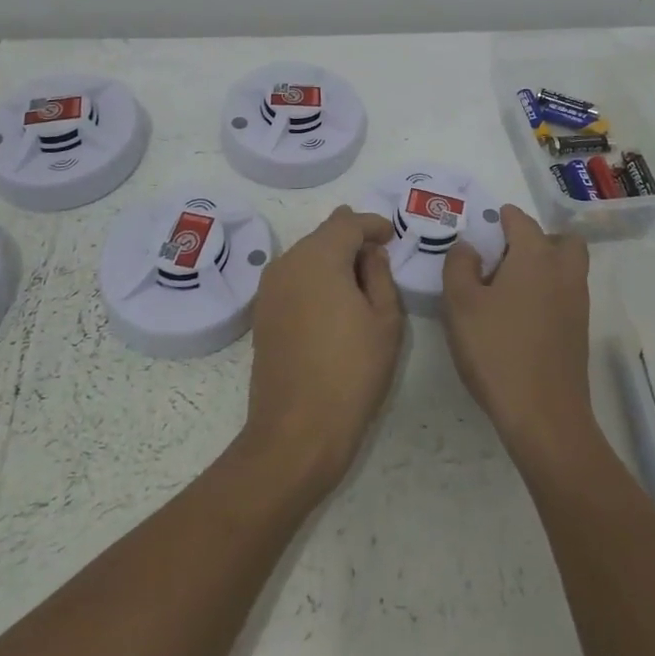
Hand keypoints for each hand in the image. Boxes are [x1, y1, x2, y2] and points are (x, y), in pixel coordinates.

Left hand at [238, 207, 403, 496]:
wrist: (296, 432)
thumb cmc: (351, 372)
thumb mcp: (385, 320)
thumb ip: (380, 275)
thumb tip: (370, 254)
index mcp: (319, 256)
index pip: (349, 223)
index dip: (373, 225)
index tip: (391, 236)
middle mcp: (288, 262)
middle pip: (324, 234)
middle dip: (352, 239)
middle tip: (379, 257)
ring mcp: (270, 287)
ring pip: (307, 255)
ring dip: (332, 258)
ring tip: (359, 281)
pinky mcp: (263, 312)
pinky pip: (294, 278)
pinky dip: (315, 278)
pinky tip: (333, 302)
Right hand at [441, 205, 594, 468]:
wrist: (544, 416)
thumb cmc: (497, 351)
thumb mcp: (460, 304)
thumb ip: (459, 265)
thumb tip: (469, 247)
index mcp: (535, 256)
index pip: (521, 221)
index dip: (502, 219)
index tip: (484, 227)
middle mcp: (563, 271)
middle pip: (561, 240)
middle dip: (537, 239)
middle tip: (506, 256)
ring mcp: (577, 303)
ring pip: (567, 267)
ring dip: (545, 266)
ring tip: (508, 287)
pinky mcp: (579, 331)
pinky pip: (566, 294)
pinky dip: (548, 292)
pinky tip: (520, 316)